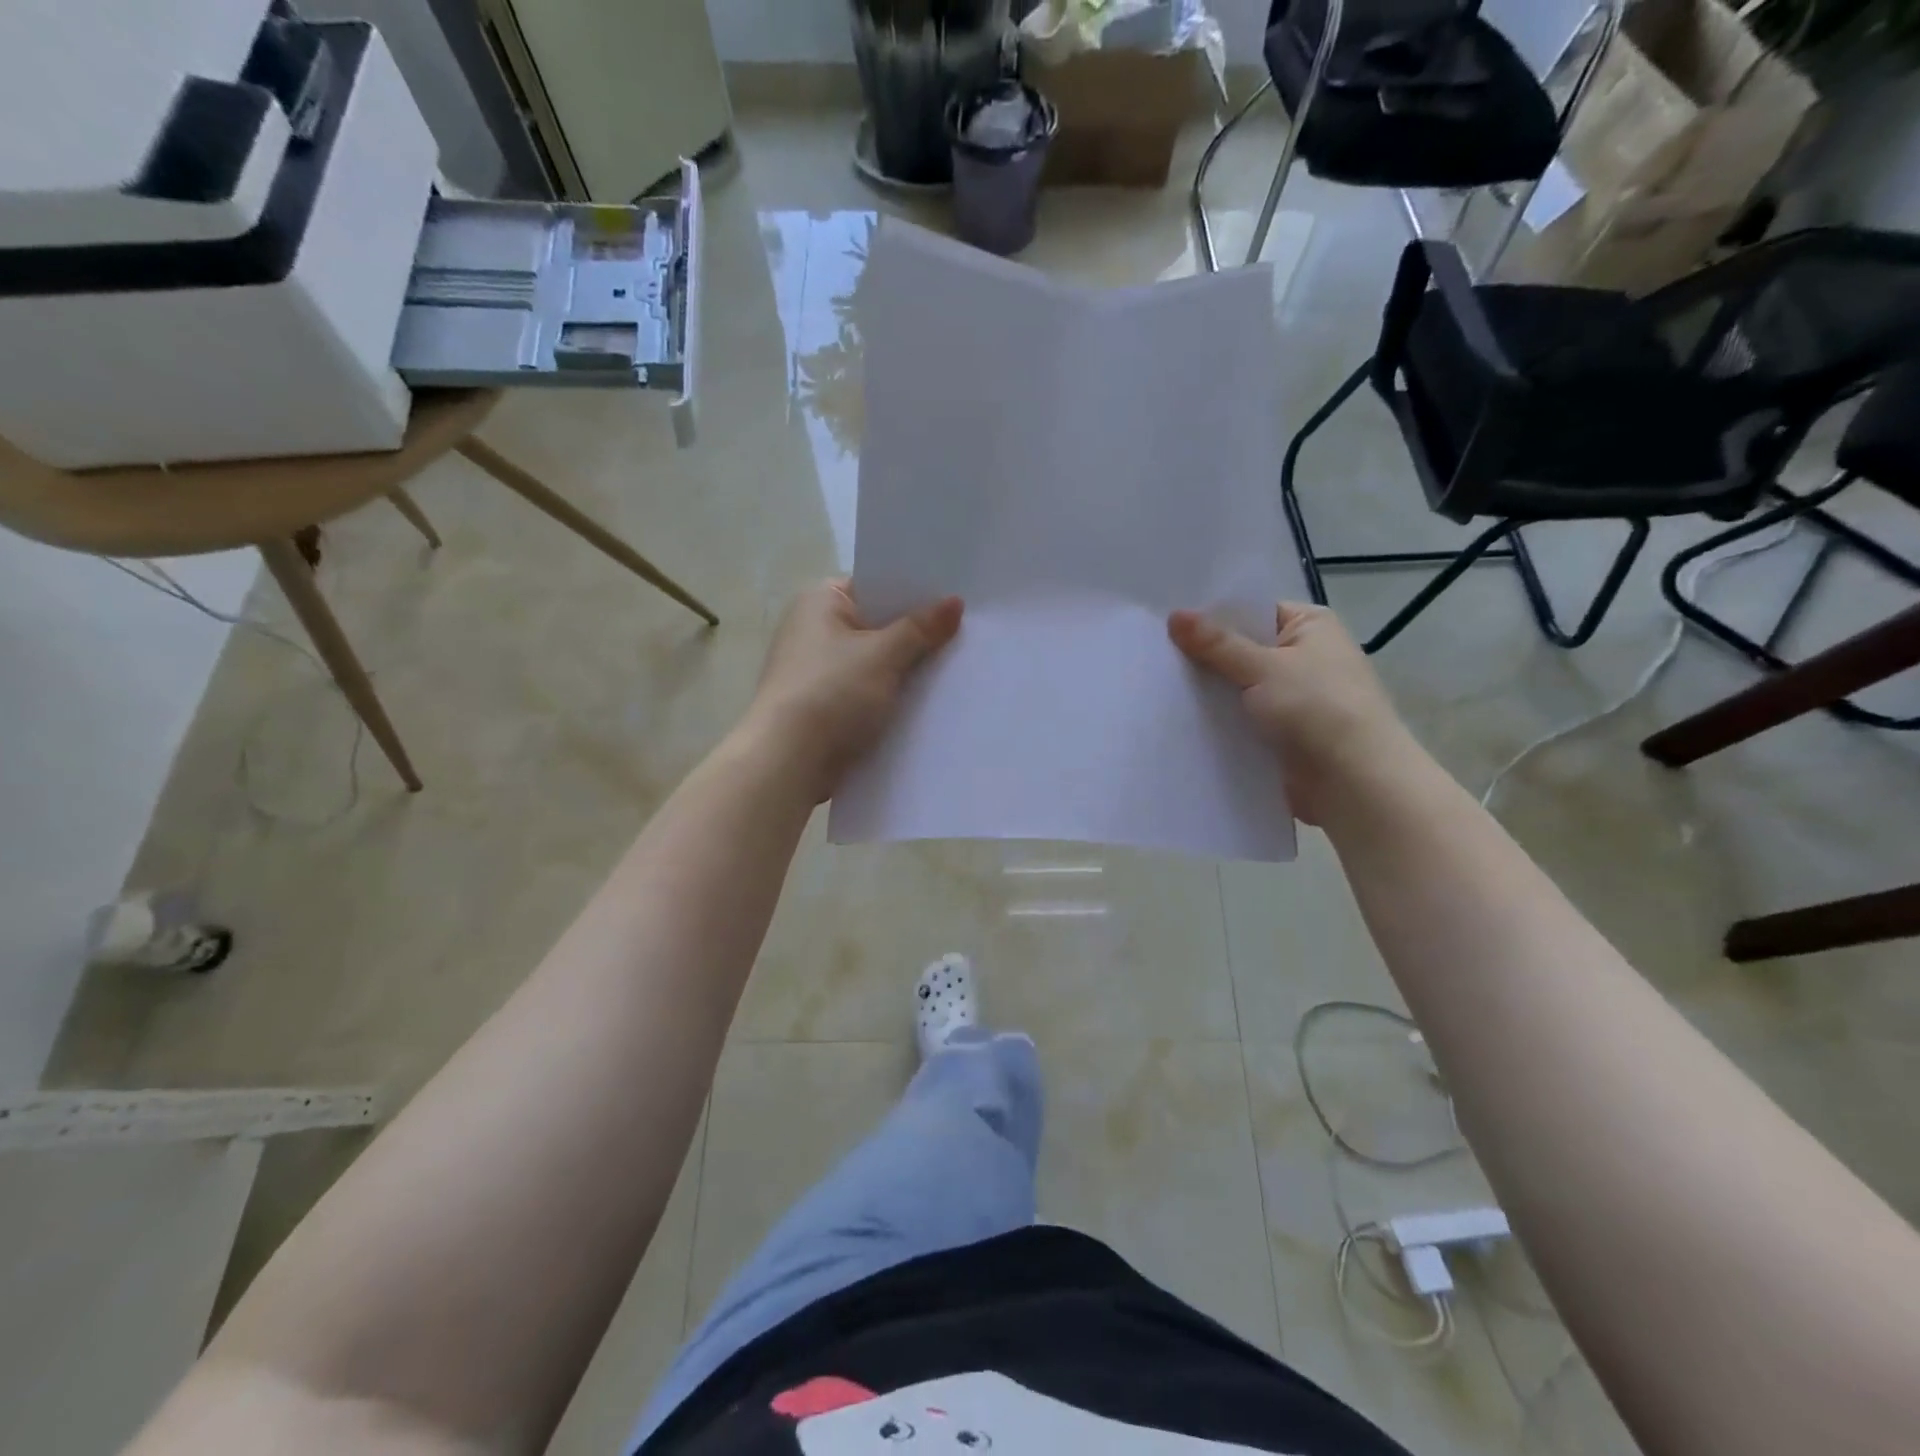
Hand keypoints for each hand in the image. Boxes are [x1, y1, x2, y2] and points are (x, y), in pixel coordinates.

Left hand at [746, 580, 963, 800]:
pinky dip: (890, 696)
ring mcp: (817, 671)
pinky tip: (926, 703)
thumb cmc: (832, 693)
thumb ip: (921, 628)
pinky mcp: (824, 706)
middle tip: (965, 633)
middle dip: (915, 634)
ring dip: (905, 669)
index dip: (913, 591)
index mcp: (820, 602)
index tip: (954, 599)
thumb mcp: (883, 655)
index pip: (874, 585)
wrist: (789, 762)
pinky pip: (866, 692)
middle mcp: (814, 630)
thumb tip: (954, 602)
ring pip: (874, 662)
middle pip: (877, 624)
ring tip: (955, 668)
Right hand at [1168, 603, 1417, 824]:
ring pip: (1236, 687)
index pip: (1251, 610)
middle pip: (1240, 649)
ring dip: (1206, 691)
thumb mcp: (1263, 667)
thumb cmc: (1317, 709)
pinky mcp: (1279, 734)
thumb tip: (1175, 615)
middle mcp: (1303, 657)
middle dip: (1202, 655)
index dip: (1211, 615)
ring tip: (1152, 683)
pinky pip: (1239, 719)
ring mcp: (1291, 698)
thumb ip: (1216, 644)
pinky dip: (1216, 720)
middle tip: (1150, 652)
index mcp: (1310, 626)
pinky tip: (1175, 719)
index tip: (1166, 619)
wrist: (1353, 783)